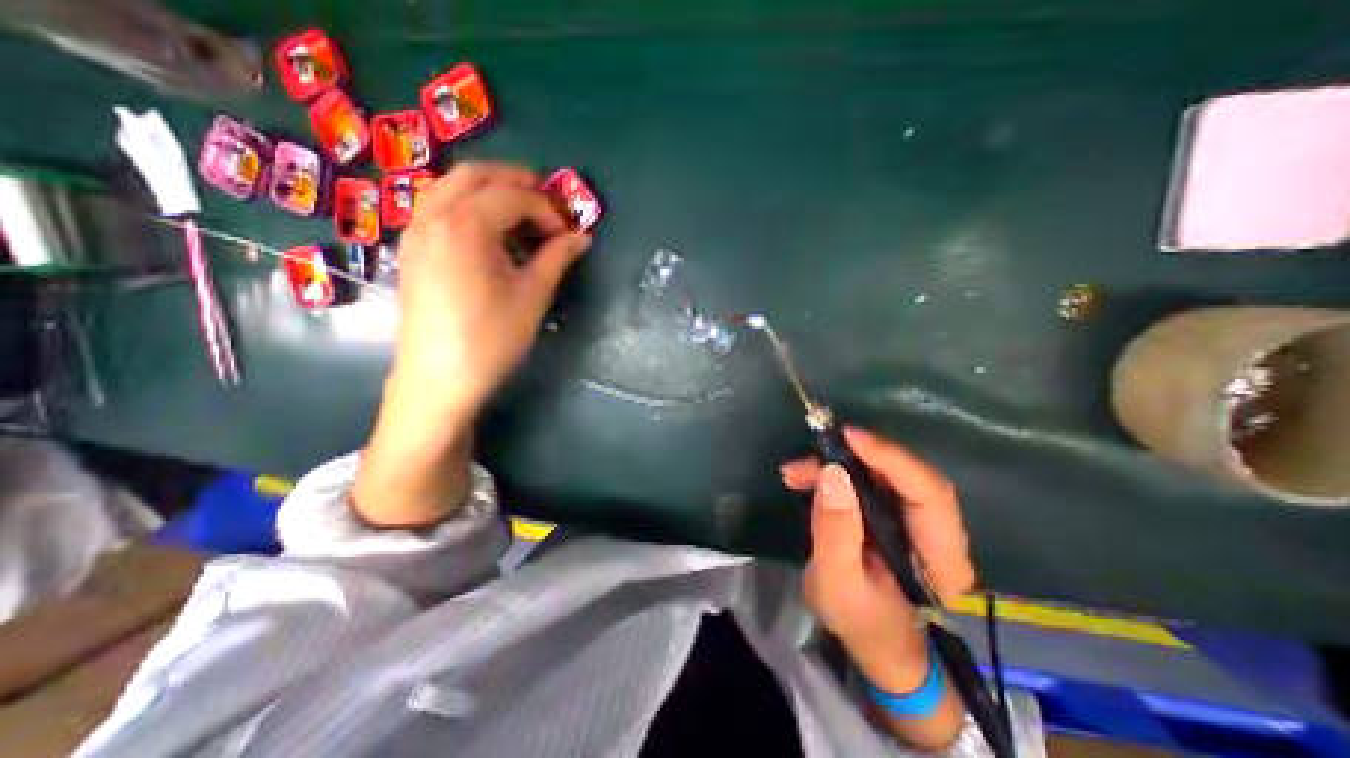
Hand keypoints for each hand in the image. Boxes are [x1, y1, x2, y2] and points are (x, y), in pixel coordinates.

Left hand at [354, 161, 590, 525]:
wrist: (438, 379)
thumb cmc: (491, 339)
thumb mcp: (532, 297)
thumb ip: (556, 258)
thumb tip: (582, 237)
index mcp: (465, 226)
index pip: (512, 195)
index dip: (546, 209)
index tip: (567, 234)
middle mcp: (433, 217)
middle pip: (474, 175)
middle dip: (514, 181)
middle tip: (546, 203)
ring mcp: (416, 233)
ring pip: (450, 187)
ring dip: (488, 190)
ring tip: (519, 215)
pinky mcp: (412, 252)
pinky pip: (438, 209)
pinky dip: (466, 206)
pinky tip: (488, 235)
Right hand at [781, 426, 969, 692]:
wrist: (875, 643)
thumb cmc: (861, 623)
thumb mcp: (837, 584)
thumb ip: (835, 531)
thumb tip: (832, 472)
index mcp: (942, 558)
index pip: (928, 494)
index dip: (891, 458)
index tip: (849, 437)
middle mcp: (940, 532)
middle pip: (907, 475)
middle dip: (858, 457)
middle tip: (814, 450)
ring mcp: (918, 521)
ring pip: (884, 475)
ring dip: (840, 464)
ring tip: (796, 471)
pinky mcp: (895, 515)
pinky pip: (869, 482)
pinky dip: (836, 474)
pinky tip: (804, 478)